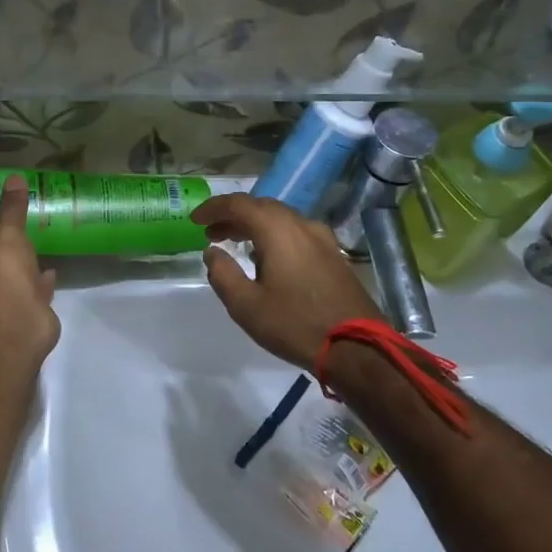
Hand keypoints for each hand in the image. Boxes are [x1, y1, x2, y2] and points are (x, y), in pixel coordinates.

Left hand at [0, 176, 60, 362]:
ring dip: (19, 269)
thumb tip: (15, 178)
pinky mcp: (19, 315)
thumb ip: (11, 208)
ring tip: (36, 247)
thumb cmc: (0, 272)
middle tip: (15, 231)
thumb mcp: (6, 232)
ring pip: (6, 281)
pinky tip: (51, 271)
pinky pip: (29, 293)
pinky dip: (39, 284)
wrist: (19, 321)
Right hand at [192, 193, 382, 370]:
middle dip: (233, 216)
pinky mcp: (333, 255)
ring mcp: (322, 238)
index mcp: (277, 230)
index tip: (195, 221)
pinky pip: (296, 233)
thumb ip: (223, 274)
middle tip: (212, 233)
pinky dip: (274, 236)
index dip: (213, 208)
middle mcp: (301, 224)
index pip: (239, 204)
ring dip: (255, 225)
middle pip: (261, 207)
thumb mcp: (246, 306)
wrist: (356, 347)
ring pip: (281, 219)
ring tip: (235, 243)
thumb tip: (212, 252)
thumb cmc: (295, 324)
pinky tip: (267, 257)